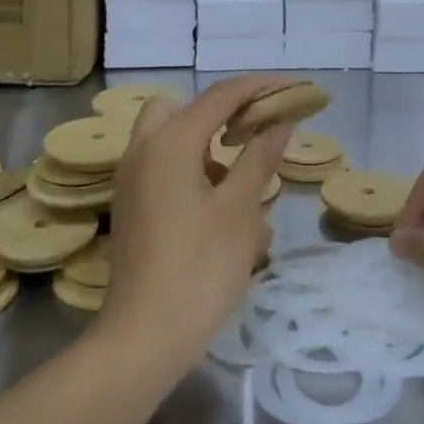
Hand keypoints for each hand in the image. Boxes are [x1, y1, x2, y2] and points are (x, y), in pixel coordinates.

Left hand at [95, 75, 292, 371]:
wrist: (145, 336)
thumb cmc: (201, 269)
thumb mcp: (240, 211)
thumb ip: (259, 157)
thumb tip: (280, 120)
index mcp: (170, 143)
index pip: (219, 96)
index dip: (259, 87)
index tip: (293, 88)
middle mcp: (142, 150)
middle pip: (180, 109)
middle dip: (218, 112)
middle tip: (254, 132)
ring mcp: (130, 180)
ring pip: (168, 139)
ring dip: (204, 142)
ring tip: (244, 174)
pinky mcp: (131, 206)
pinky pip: (161, 167)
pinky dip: (189, 168)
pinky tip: (219, 204)